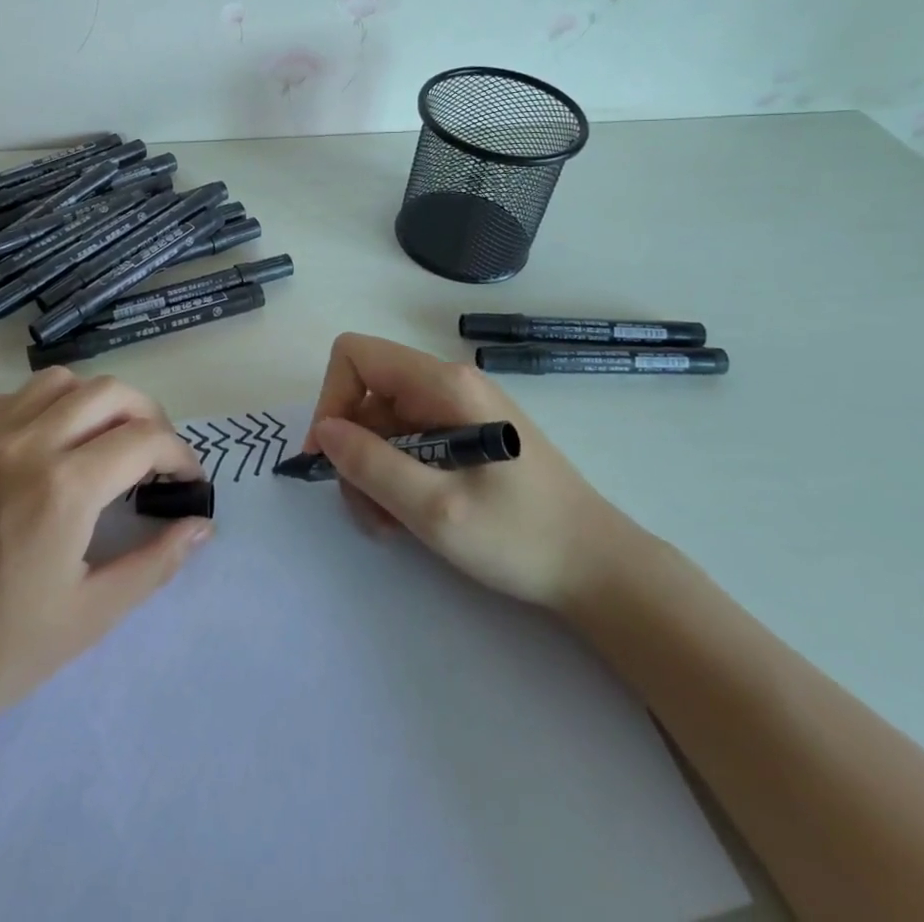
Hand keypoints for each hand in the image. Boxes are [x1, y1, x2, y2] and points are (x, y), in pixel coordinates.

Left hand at [0, 369, 211, 731]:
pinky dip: (44, 406)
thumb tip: (201, 525)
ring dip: (95, 402)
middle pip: (108, 392)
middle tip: (155, 458)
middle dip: (148, 415)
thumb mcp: (90, 616)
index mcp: (65, 488)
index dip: (179, 455)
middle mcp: (27, 445)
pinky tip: (46, 446)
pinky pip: (10, 400)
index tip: (187, 483)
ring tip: (104, 443)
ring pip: (58, 383)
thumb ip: (154, 562)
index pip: (145, 439)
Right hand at [307, 333, 635, 611]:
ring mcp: (458, 408)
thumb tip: (324, 431)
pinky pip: (408, 441)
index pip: (356, 356)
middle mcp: (447, 384)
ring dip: (371, 471)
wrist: (599, 568)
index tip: (330, 457)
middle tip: (367, 510)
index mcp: (443, 384)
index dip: (331, 399)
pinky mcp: (464, 434)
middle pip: (366, 395)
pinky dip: (394, 475)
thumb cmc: (521, 537)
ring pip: (382, 423)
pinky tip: (408, 516)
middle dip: (353, 450)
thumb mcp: (436, 509)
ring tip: (390, 524)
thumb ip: (373, 465)